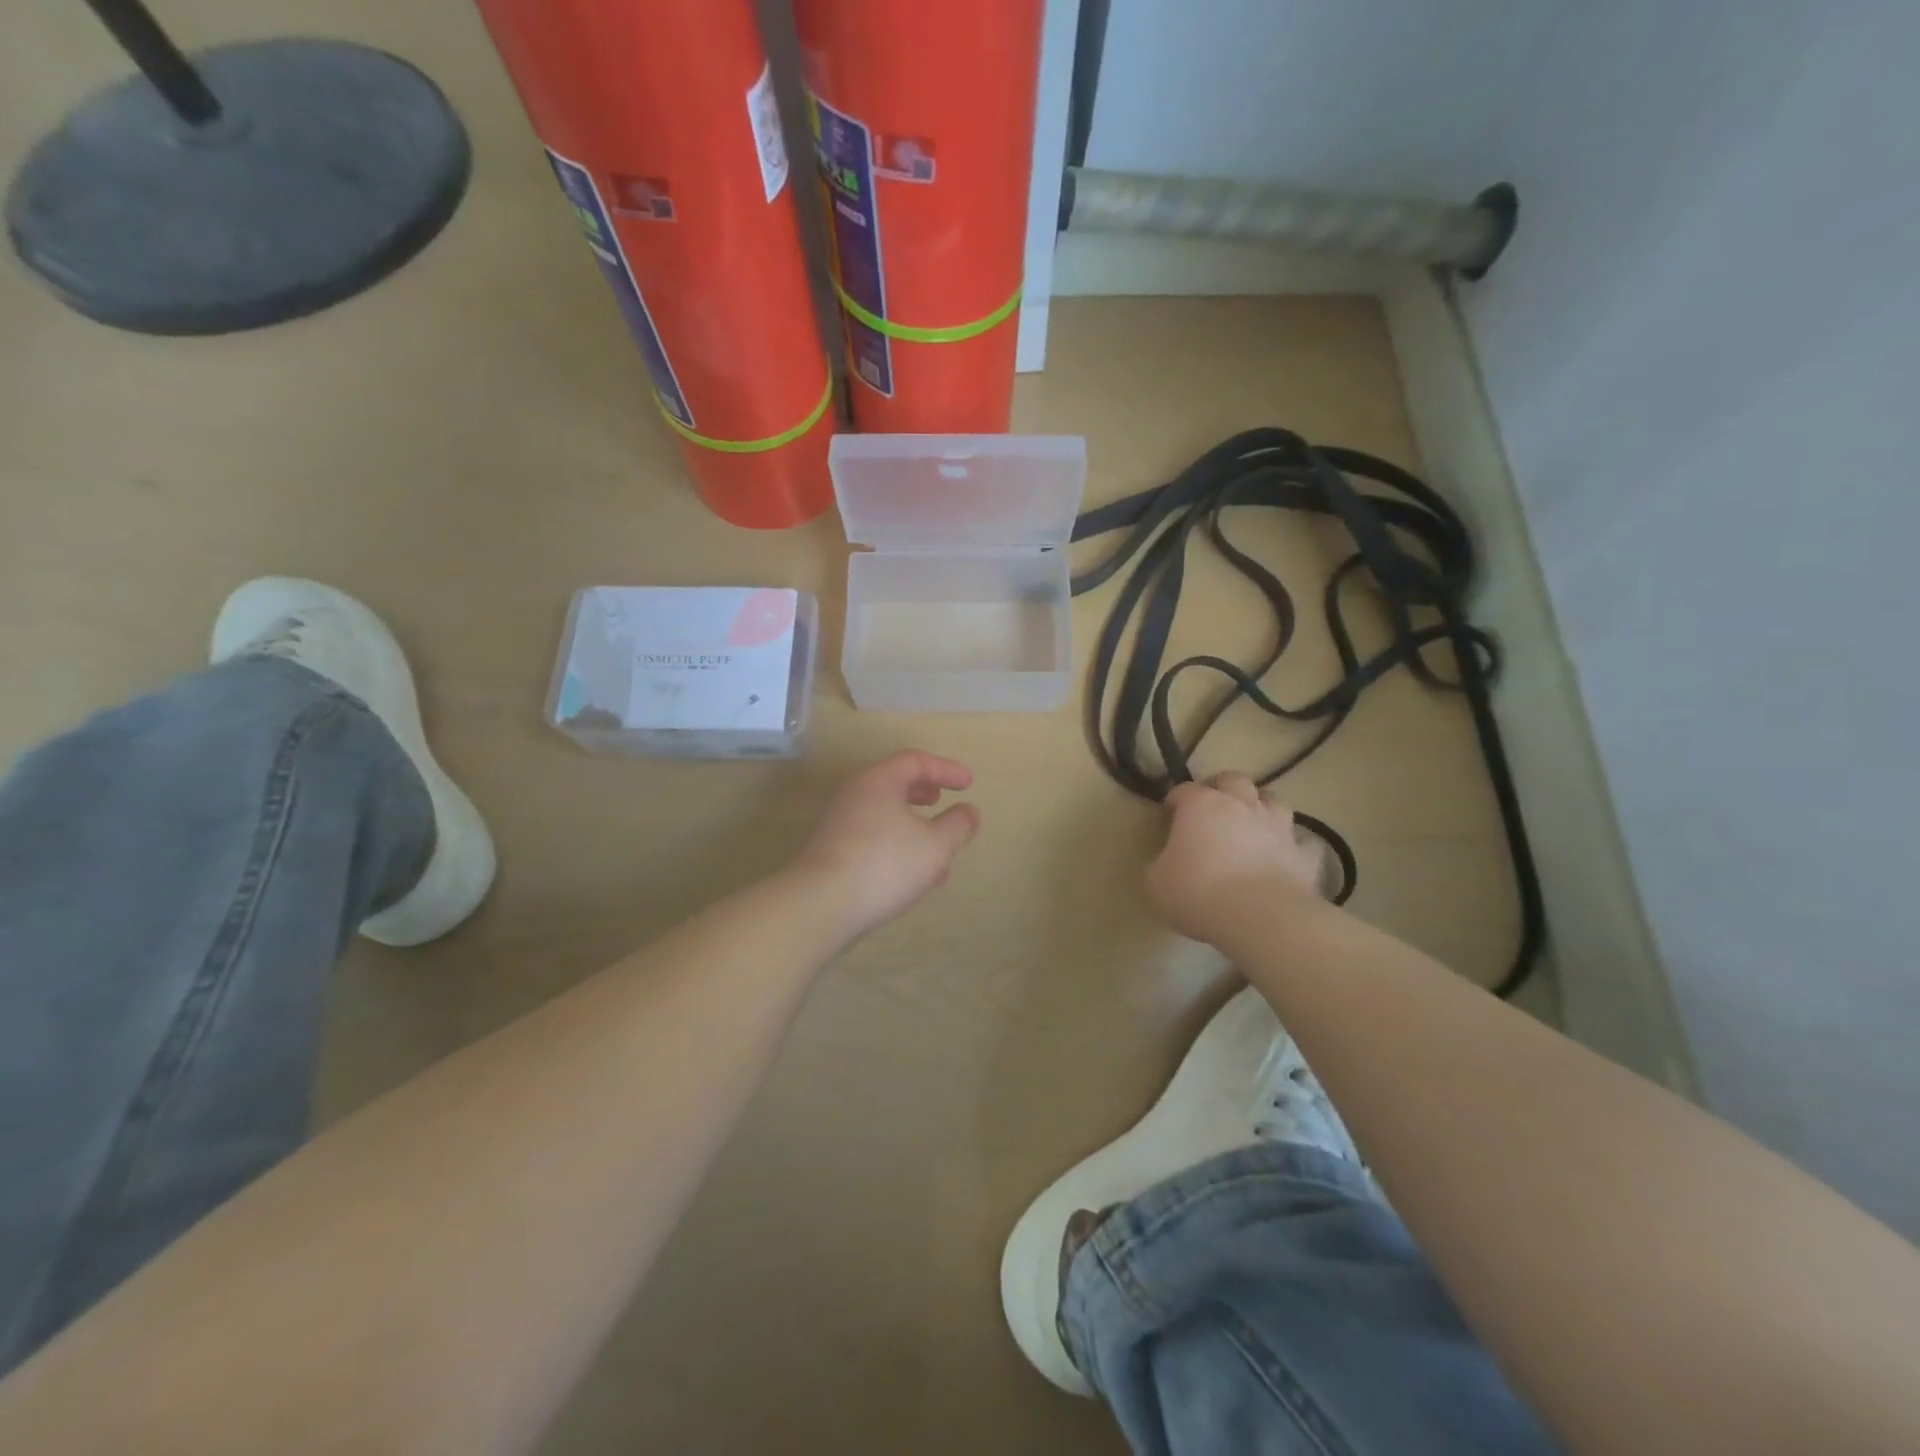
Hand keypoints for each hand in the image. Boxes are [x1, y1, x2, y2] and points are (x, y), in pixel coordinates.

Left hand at [790, 751, 980, 940]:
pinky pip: (871, 836)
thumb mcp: (935, 845)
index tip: (968, 785)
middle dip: (923, 792)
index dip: (945, 770)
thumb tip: (969, 812)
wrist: (819, 905)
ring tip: (934, 848)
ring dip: (912, 825)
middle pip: (893, 783)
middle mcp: (854, 794)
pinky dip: (895, 843)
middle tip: (941, 800)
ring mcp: (838, 823)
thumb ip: (957, 825)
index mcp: (878, 781)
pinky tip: (910, 875)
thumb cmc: (884, 864)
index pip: (915, 761)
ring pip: (883, 814)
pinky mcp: (831, 851)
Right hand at [1146, 773, 1329, 941]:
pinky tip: (1286, 858)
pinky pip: (1303, 843)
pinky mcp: (1303, 855)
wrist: (1260, 917)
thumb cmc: (1198, 893)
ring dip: (1262, 808)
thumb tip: (1164, 863)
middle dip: (1223, 788)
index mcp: (1201, 805)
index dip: (1175, 801)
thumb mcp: (1155, 883)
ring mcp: (1278, 827)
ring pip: (1274, 801)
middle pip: (1234, 780)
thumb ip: (1158, 865)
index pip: (1184, 790)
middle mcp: (1242, 805)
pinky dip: (1294, 847)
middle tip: (1213, 808)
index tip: (1168, 816)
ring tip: (1252, 825)